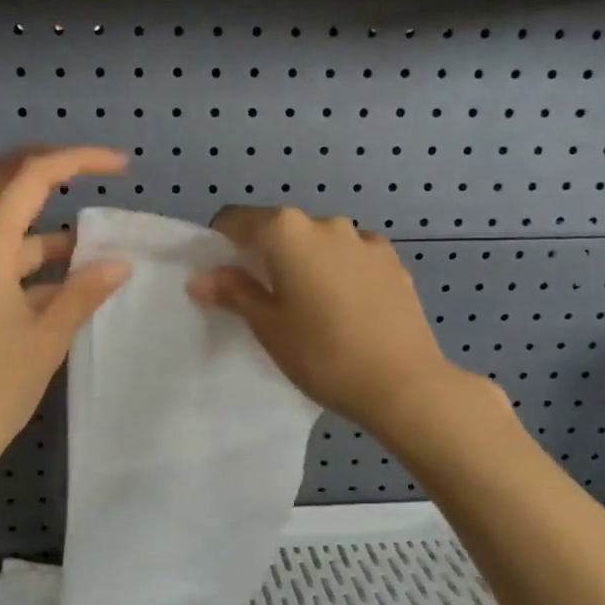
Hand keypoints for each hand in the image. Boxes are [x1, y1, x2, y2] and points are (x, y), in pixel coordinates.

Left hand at [0, 147, 129, 493]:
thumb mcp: (47, 339)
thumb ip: (83, 294)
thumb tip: (119, 262)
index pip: (30, 180)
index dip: (76, 160)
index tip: (120, 166)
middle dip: (43, 167)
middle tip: (90, 175)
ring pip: (5, 225)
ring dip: (47, 222)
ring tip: (98, 242)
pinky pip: (7, 261)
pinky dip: (40, 260)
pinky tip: (75, 284)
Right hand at [187, 206, 460, 435]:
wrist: (404, 384)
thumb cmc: (322, 355)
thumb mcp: (268, 327)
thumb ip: (233, 293)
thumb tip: (200, 277)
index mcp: (288, 233)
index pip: (237, 220)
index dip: (222, 243)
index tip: (222, 276)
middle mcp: (326, 224)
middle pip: (280, 229)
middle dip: (266, 255)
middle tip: (264, 299)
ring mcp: (365, 240)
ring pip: (319, 243)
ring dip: (305, 262)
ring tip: (311, 307)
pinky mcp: (392, 261)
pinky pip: (351, 257)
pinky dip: (338, 271)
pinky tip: (346, 309)